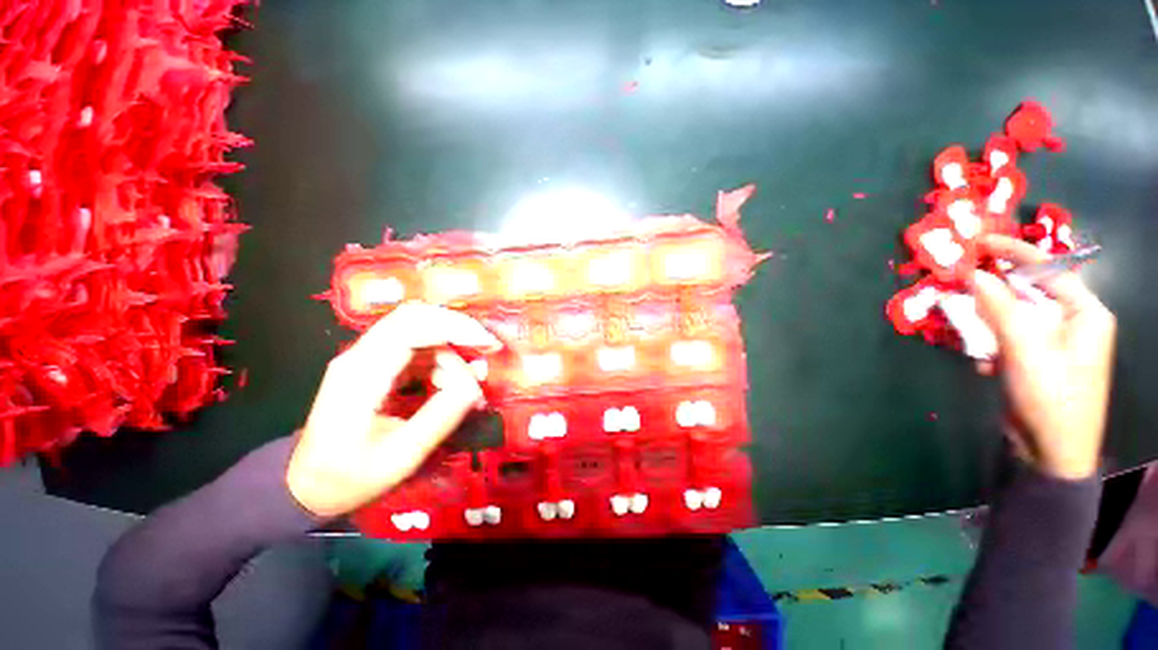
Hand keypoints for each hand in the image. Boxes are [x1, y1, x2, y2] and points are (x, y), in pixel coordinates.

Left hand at [286, 303, 501, 516]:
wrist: (306, 485)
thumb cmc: (349, 477)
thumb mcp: (402, 456)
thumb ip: (442, 416)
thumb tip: (475, 385)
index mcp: (361, 375)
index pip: (410, 328)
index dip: (454, 328)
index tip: (486, 344)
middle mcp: (360, 355)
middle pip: (414, 316)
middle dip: (457, 328)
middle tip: (486, 350)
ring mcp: (366, 357)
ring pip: (418, 329)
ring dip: (450, 349)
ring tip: (465, 385)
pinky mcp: (375, 364)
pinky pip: (416, 347)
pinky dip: (441, 359)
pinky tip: (448, 385)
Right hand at [971, 235, 1115, 479]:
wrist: (1053, 452)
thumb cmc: (1050, 396)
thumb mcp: (1024, 348)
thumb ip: (999, 307)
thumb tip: (973, 275)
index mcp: (1084, 313)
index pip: (1049, 269)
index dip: (1015, 252)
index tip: (981, 242)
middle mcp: (1072, 322)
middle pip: (1027, 293)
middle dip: (994, 295)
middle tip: (962, 288)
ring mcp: (1054, 343)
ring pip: (1012, 317)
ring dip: (989, 326)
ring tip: (976, 342)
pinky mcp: (1036, 360)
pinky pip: (1008, 339)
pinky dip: (992, 346)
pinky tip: (987, 365)